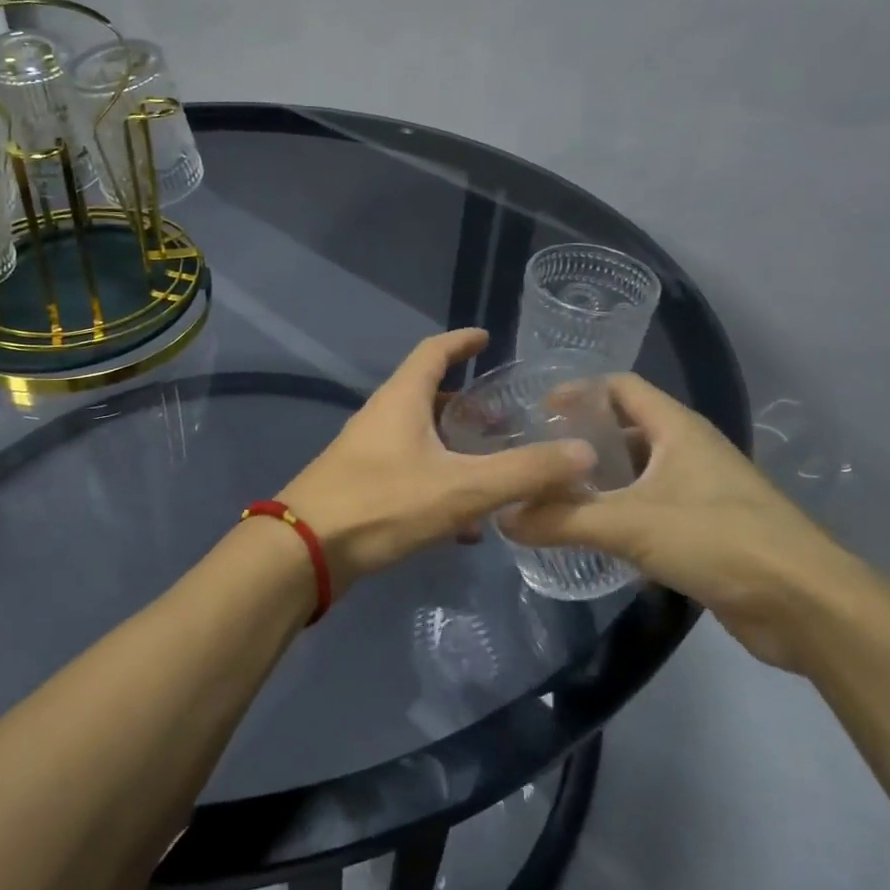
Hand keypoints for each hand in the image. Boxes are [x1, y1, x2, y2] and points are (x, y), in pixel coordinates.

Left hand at [278, 329, 594, 589]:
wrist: (305, 551)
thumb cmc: (382, 503)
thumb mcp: (462, 487)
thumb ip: (524, 471)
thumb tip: (584, 452)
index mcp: (402, 400)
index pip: (433, 352)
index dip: (461, 341)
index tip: (486, 338)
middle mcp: (382, 417)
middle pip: (428, 396)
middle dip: (467, 405)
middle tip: (505, 418)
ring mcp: (367, 452)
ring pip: (421, 439)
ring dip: (456, 449)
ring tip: (496, 468)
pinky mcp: (361, 486)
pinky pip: (410, 473)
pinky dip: (440, 484)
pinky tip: (466, 523)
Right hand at [499, 374, 865, 669]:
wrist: (806, 605)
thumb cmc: (719, 540)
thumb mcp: (629, 525)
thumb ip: (561, 520)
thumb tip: (503, 518)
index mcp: (677, 428)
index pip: (620, 386)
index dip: (578, 391)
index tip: (535, 411)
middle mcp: (689, 450)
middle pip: (624, 429)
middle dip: (580, 440)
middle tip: (534, 458)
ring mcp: (700, 490)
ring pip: (636, 472)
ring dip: (597, 481)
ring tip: (550, 495)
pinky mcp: (705, 529)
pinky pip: (649, 507)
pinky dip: (617, 513)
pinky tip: (588, 534)